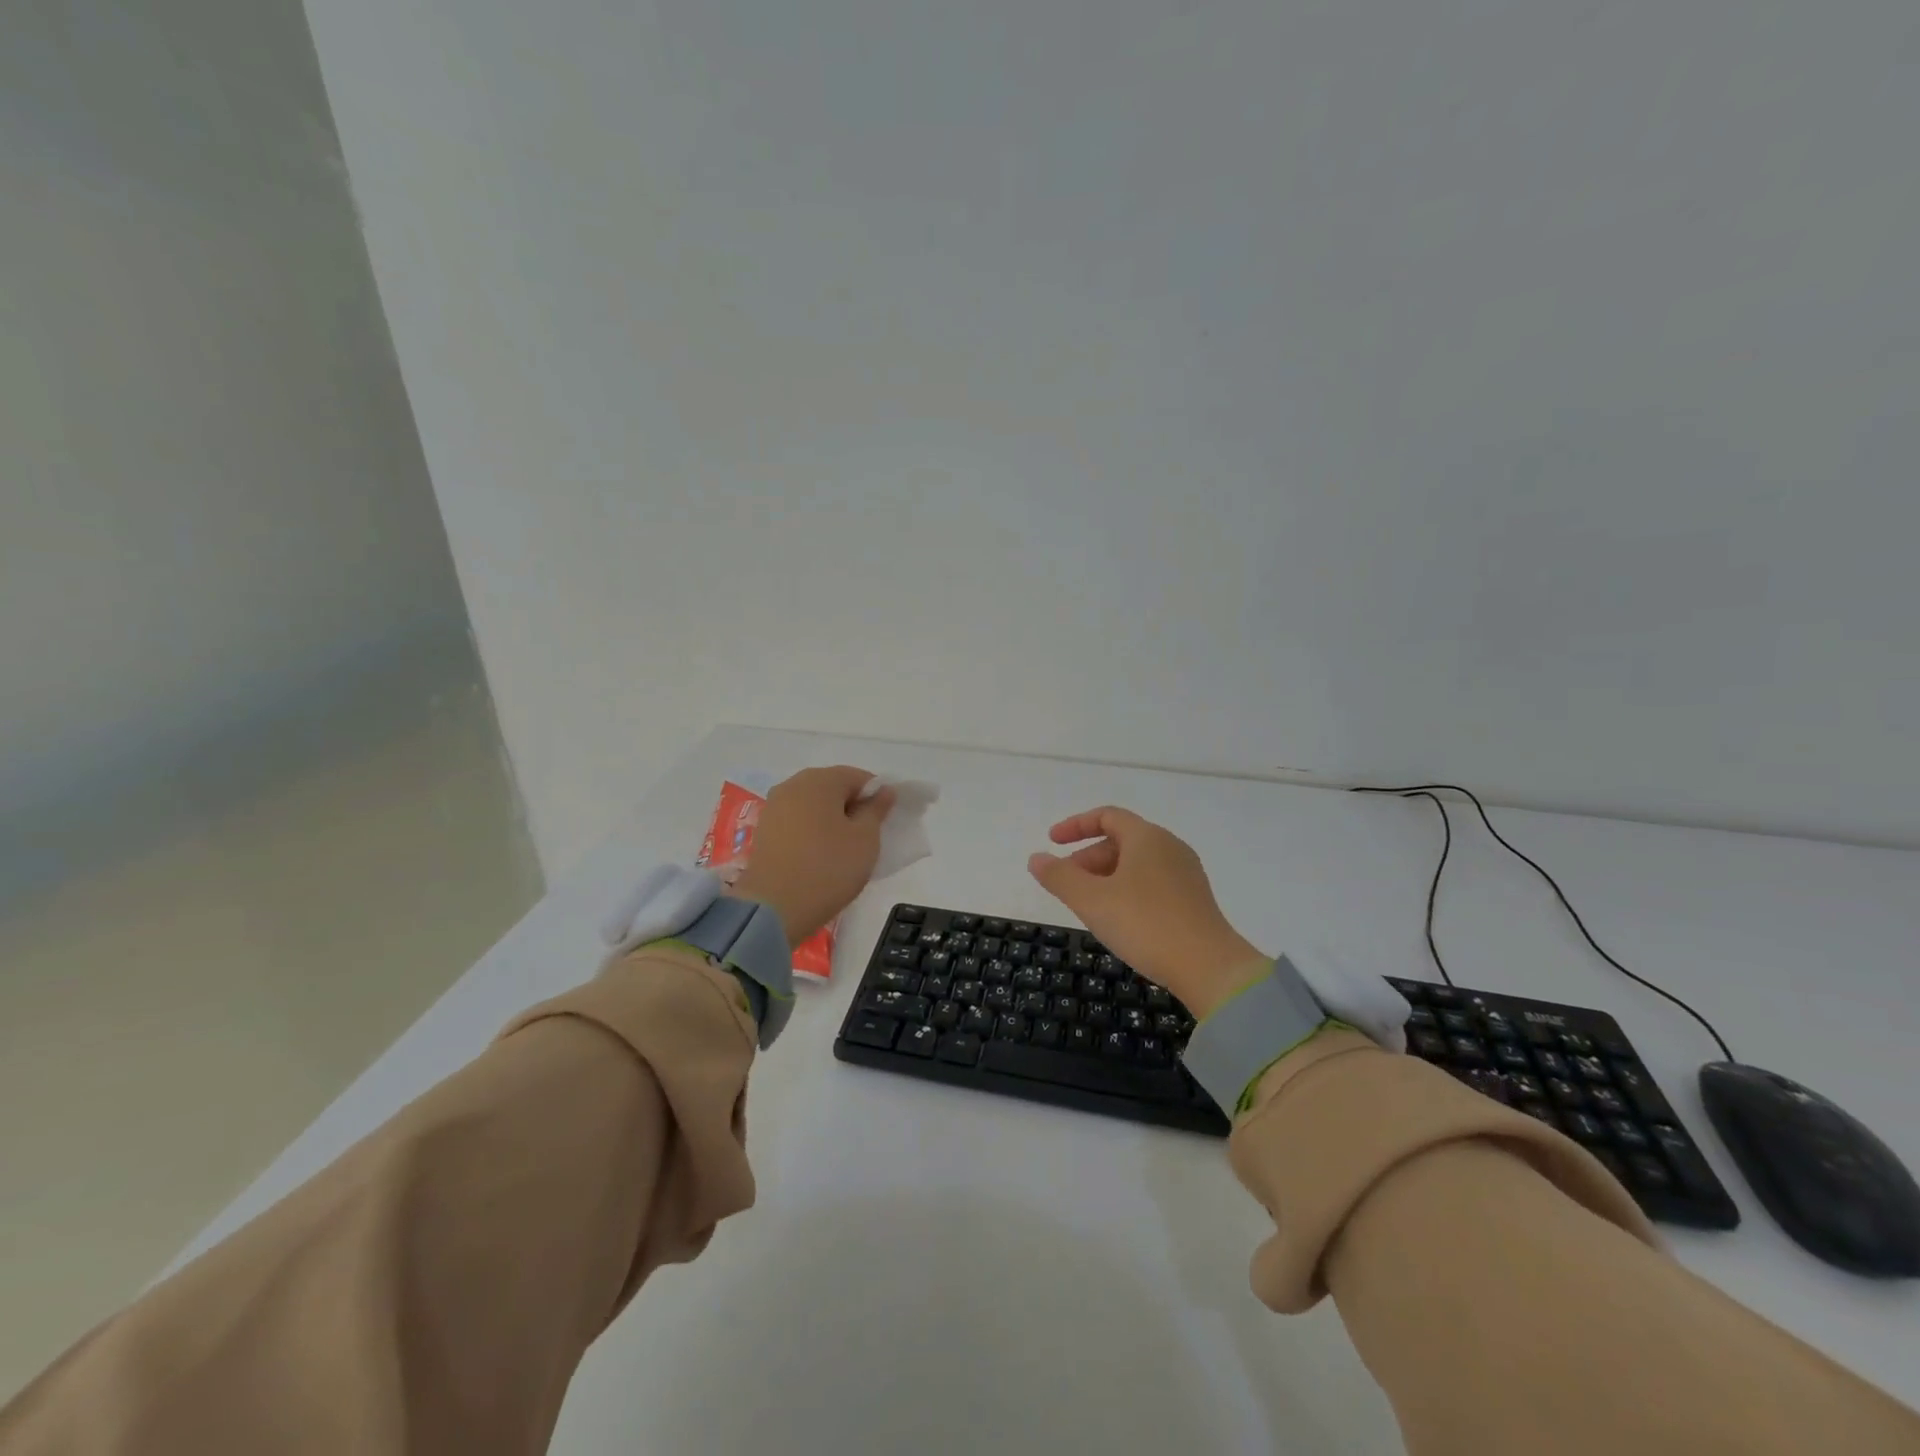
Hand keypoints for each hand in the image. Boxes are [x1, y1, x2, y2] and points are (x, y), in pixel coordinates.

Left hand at [729, 767, 894, 944]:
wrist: (774, 908)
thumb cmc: (828, 868)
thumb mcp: (866, 839)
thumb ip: (876, 810)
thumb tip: (884, 791)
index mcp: (820, 780)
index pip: (860, 777)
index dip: (878, 796)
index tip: (886, 822)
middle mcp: (793, 784)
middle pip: (833, 788)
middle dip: (853, 807)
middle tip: (868, 837)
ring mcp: (774, 807)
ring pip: (814, 805)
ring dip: (832, 820)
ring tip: (844, 849)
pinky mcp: (763, 830)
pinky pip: (797, 821)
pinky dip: (812, 831)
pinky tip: (820, 855)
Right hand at [1027, 807, 1266, 1018]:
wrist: (1209, 968)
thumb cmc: (1145, 924)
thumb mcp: (1092, 900)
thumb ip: (1059, 877)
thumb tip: (1036, 858)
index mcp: (1146, 837)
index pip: (1106, 816)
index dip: (1075, 826)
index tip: (1052, 842)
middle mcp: (1170, 846)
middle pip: (1120, 840)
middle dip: (1087, 858)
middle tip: (1066, 884)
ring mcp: (1186, 873)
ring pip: (1136, 863)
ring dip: (1106, 876)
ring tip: (1088, 905)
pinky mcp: (1194, 899)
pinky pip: (1152, 882)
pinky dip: (1126, 889)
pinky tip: (1119, 918)